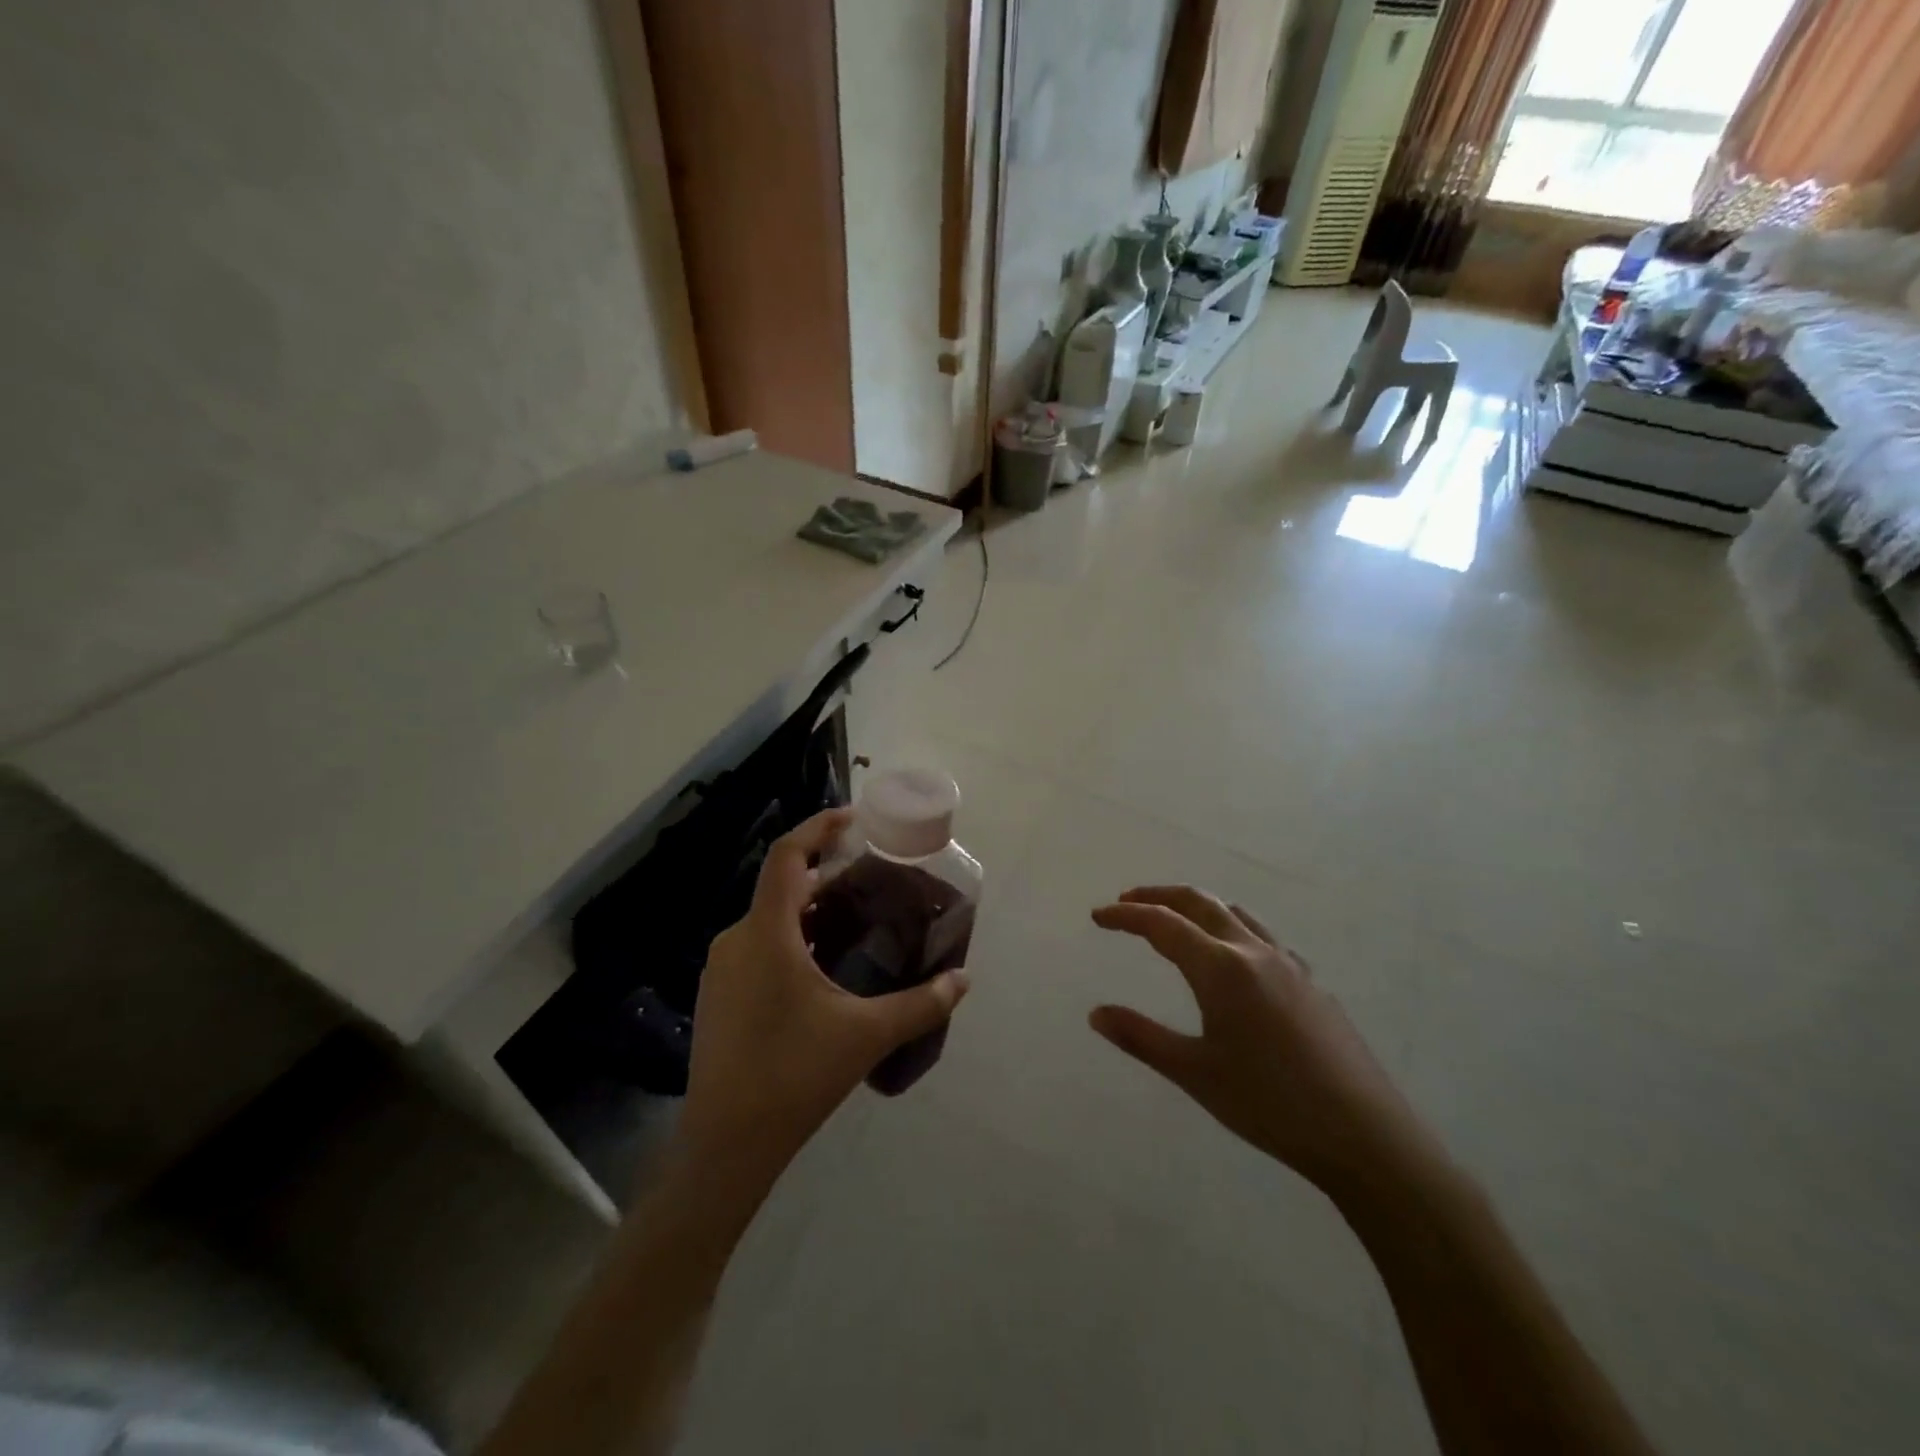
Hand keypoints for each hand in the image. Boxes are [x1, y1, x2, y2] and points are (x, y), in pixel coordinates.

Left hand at [678, 809, 969, 1179]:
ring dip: (808, 909)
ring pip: (768, 918)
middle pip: (781, 885)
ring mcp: (721, 969)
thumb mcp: (867, 1035)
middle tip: (869, 877)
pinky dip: (790, 937)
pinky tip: (820, 967)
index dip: (818, 827)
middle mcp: (737, 940)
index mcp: (767, 934)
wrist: (725, 1144)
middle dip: (824, 873)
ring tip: (852, 919)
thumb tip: (964, 980)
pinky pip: (757, 946)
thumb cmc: (795, 1075)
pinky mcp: (717, 996)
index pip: (787, 856)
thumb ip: (921, 1004)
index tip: (854, 819)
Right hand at [1090, 886, 1439, 1205]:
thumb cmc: (1270, 1104)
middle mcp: (1254, 952)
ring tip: (1174, 921)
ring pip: (1234, 913)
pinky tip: (1232, 960)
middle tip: (1127, 901)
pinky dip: (1231, 927)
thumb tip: (1096, 1014)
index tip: (1098, 915)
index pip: (1163, 924)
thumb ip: (1141, 1038)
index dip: (1126, 915)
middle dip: (1158, 896)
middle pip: (1199, 902)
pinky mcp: (1312, 982)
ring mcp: (1289, 964)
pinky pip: (1261, 936)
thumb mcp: (1195, 1073)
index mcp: (1222, 968)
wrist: (1365, 1135)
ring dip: (1197, 907)